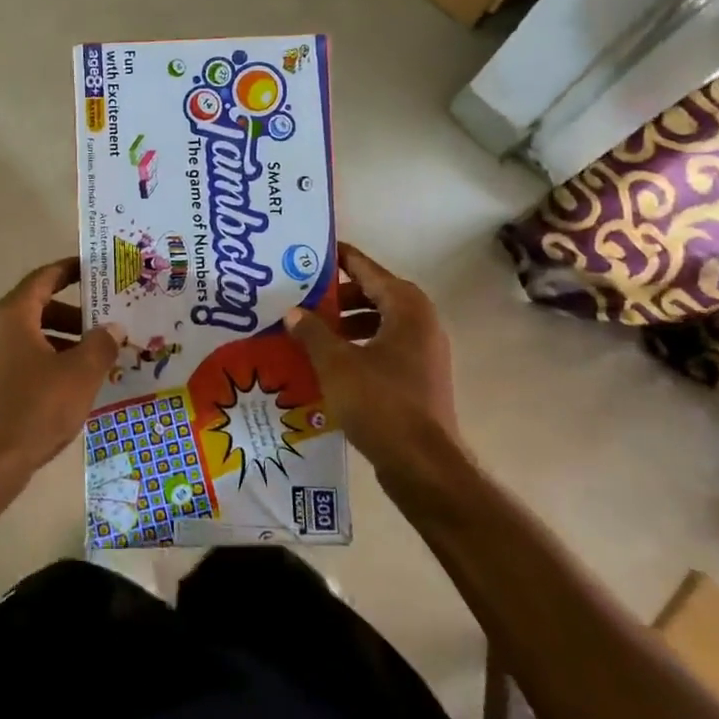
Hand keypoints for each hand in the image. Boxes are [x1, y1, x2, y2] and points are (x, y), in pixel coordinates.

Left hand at [0, 257, 122, 477]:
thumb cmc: (36, 407)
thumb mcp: (80, 373)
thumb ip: (101, 344)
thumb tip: (112, 328)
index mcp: (15, 315)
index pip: (45, 278)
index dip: (70, 269)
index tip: (95, 268)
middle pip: (41, 306)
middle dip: (76, 311)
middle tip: (107, 318)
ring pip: (35, 334)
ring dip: (66, 338)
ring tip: (98, 354)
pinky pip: (28, 357)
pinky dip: (52, 358)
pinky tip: (76, 381)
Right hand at [284, 243, 459, 471]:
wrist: (424, 465)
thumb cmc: (381, 402)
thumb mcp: (336, 363)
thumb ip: (312, 332)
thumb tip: (293, 311)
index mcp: (406, 306)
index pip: (366, 268)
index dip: (337, 259)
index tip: (309, 253)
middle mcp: (421, 321)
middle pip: (374, 293)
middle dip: (337, 296)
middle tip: (302, 297)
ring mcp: (424, 351)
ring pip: (379, 323)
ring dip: (346, 324)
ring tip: (310, 332)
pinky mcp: (419, 378)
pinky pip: (384, 348)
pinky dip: (359, 347)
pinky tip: (330, 364)